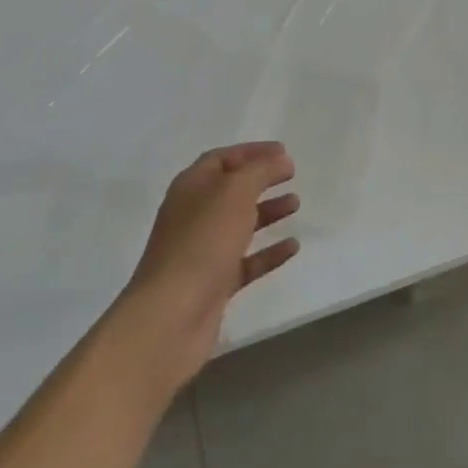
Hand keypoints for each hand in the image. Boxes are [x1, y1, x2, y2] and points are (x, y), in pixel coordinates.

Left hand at [120, 142, 300, 386]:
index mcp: (191, 187)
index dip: (252, 152)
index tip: (284, 152)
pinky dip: (269, 252)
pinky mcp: (214, 284)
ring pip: (239, 225)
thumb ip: (260, 171)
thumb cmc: (203, 241)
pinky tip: (293, 246)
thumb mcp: (235, 192)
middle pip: (231, 190)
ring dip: (267, 212)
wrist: (172, 315)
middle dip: (261, 180)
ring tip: (296, 204)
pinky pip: (246, 261)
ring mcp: (203, 251)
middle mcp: (194, 215)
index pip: (222, 159)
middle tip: (291, 175)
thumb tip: (280, 160)